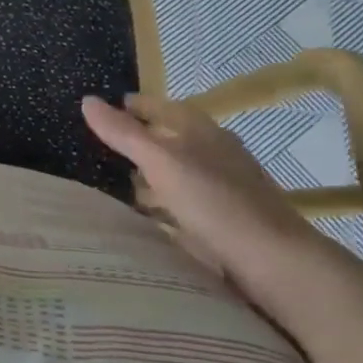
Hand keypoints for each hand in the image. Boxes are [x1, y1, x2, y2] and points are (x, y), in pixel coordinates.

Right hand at [81, 93, 343, 303]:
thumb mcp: (161, 161)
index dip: (137, 106)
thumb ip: (123, 133)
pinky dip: (164, 203)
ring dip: (152, 173)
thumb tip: (87, 100)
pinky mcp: (227, 221)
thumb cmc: (215, 201)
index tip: (109, 106)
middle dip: (142, 139)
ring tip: (117, 181)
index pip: (164, 108)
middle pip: (173, 139)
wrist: (275, 262)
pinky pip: (184, 203)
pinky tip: (148, 216)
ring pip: (179, 172)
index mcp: (204, 132)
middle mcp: (217, 154)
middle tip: (105, 143)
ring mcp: (225, 189)